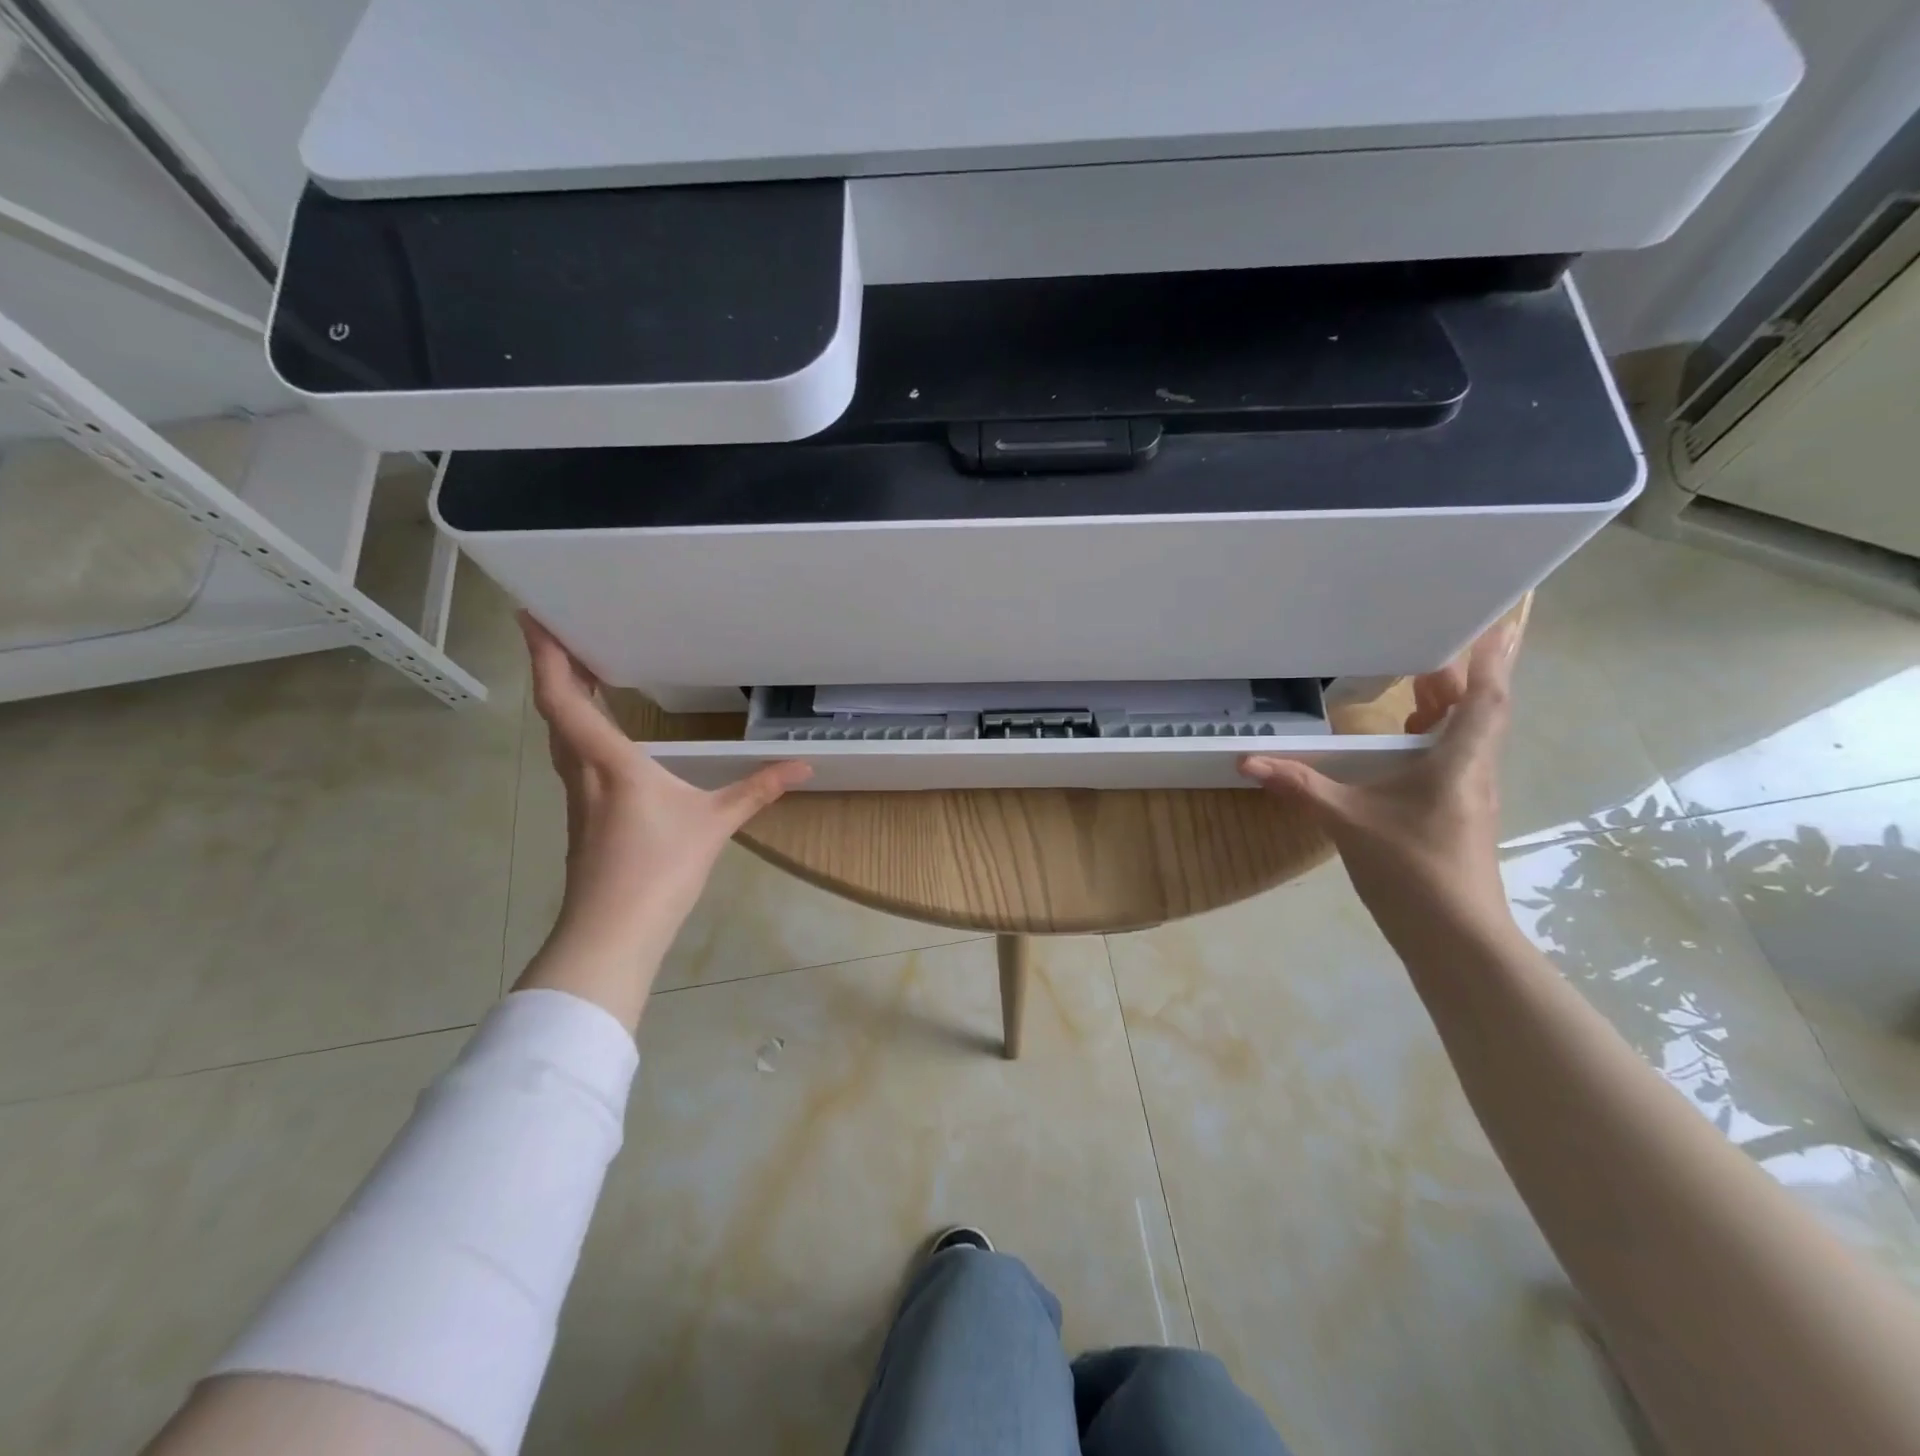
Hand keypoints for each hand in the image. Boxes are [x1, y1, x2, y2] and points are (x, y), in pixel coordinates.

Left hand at [515, 614, 809, 1026]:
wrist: (612, 932)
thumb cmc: (659, 869)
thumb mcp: (716, 824)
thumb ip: (758, 790)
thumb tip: (804, 766)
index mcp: (608, 761)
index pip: (564, 698)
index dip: (545, 655)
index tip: (533, 615)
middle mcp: (582, 771)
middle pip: (555, 710)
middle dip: (553, 667)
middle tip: (565, 632)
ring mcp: (577, 797)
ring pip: (560, 735)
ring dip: (563, 699)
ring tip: (580, 672)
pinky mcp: (583, 818)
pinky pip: (572, 758)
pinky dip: (577, 730)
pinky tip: (600, 736)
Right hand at [1239, 621, 1519, 953]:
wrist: (1455, 939)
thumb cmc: (1414, 871)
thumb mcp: (1349, 822)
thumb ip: (1300, 787)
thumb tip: (1248, 760)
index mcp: (1459, 761)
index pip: (1486, 695)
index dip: (1492, 654)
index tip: (1501, 613)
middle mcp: (1473, 769)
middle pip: (1478, 707)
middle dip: (1459, 670)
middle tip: (1434, 635)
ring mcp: (1467, 793)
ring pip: (1467, 733)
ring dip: (1448, 702)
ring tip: (1416, 677)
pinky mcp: (1455, 812)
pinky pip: (1451, 756)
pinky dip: (1433, 734)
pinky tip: (1402, 739)